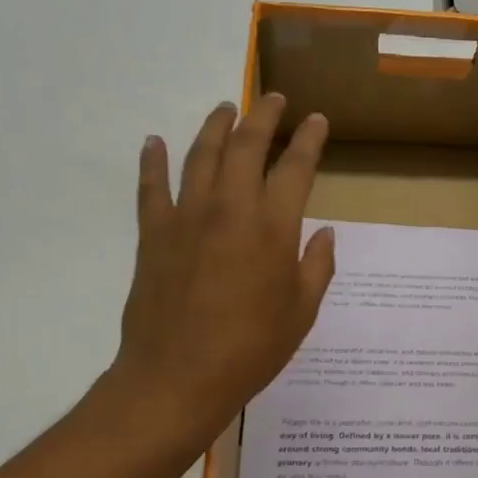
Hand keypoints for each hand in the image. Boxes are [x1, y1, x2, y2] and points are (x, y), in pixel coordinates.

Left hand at [93, 95, 334, 460]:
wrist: (177, 379)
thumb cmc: (251, 350)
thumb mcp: (301, 313)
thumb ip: (316, 267)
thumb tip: (326, 235)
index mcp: (273, 229)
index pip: (295, 169)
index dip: (308, 140)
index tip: (316, 120)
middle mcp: (230, 210)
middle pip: (246, 147)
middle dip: (263, 116)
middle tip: (274, 98)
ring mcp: (187, 218)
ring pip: (201, 155)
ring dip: (216, 126)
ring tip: (226, 108)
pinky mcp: (154, 235)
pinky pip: (151, 187)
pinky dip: (154, 161)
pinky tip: (155, 142)